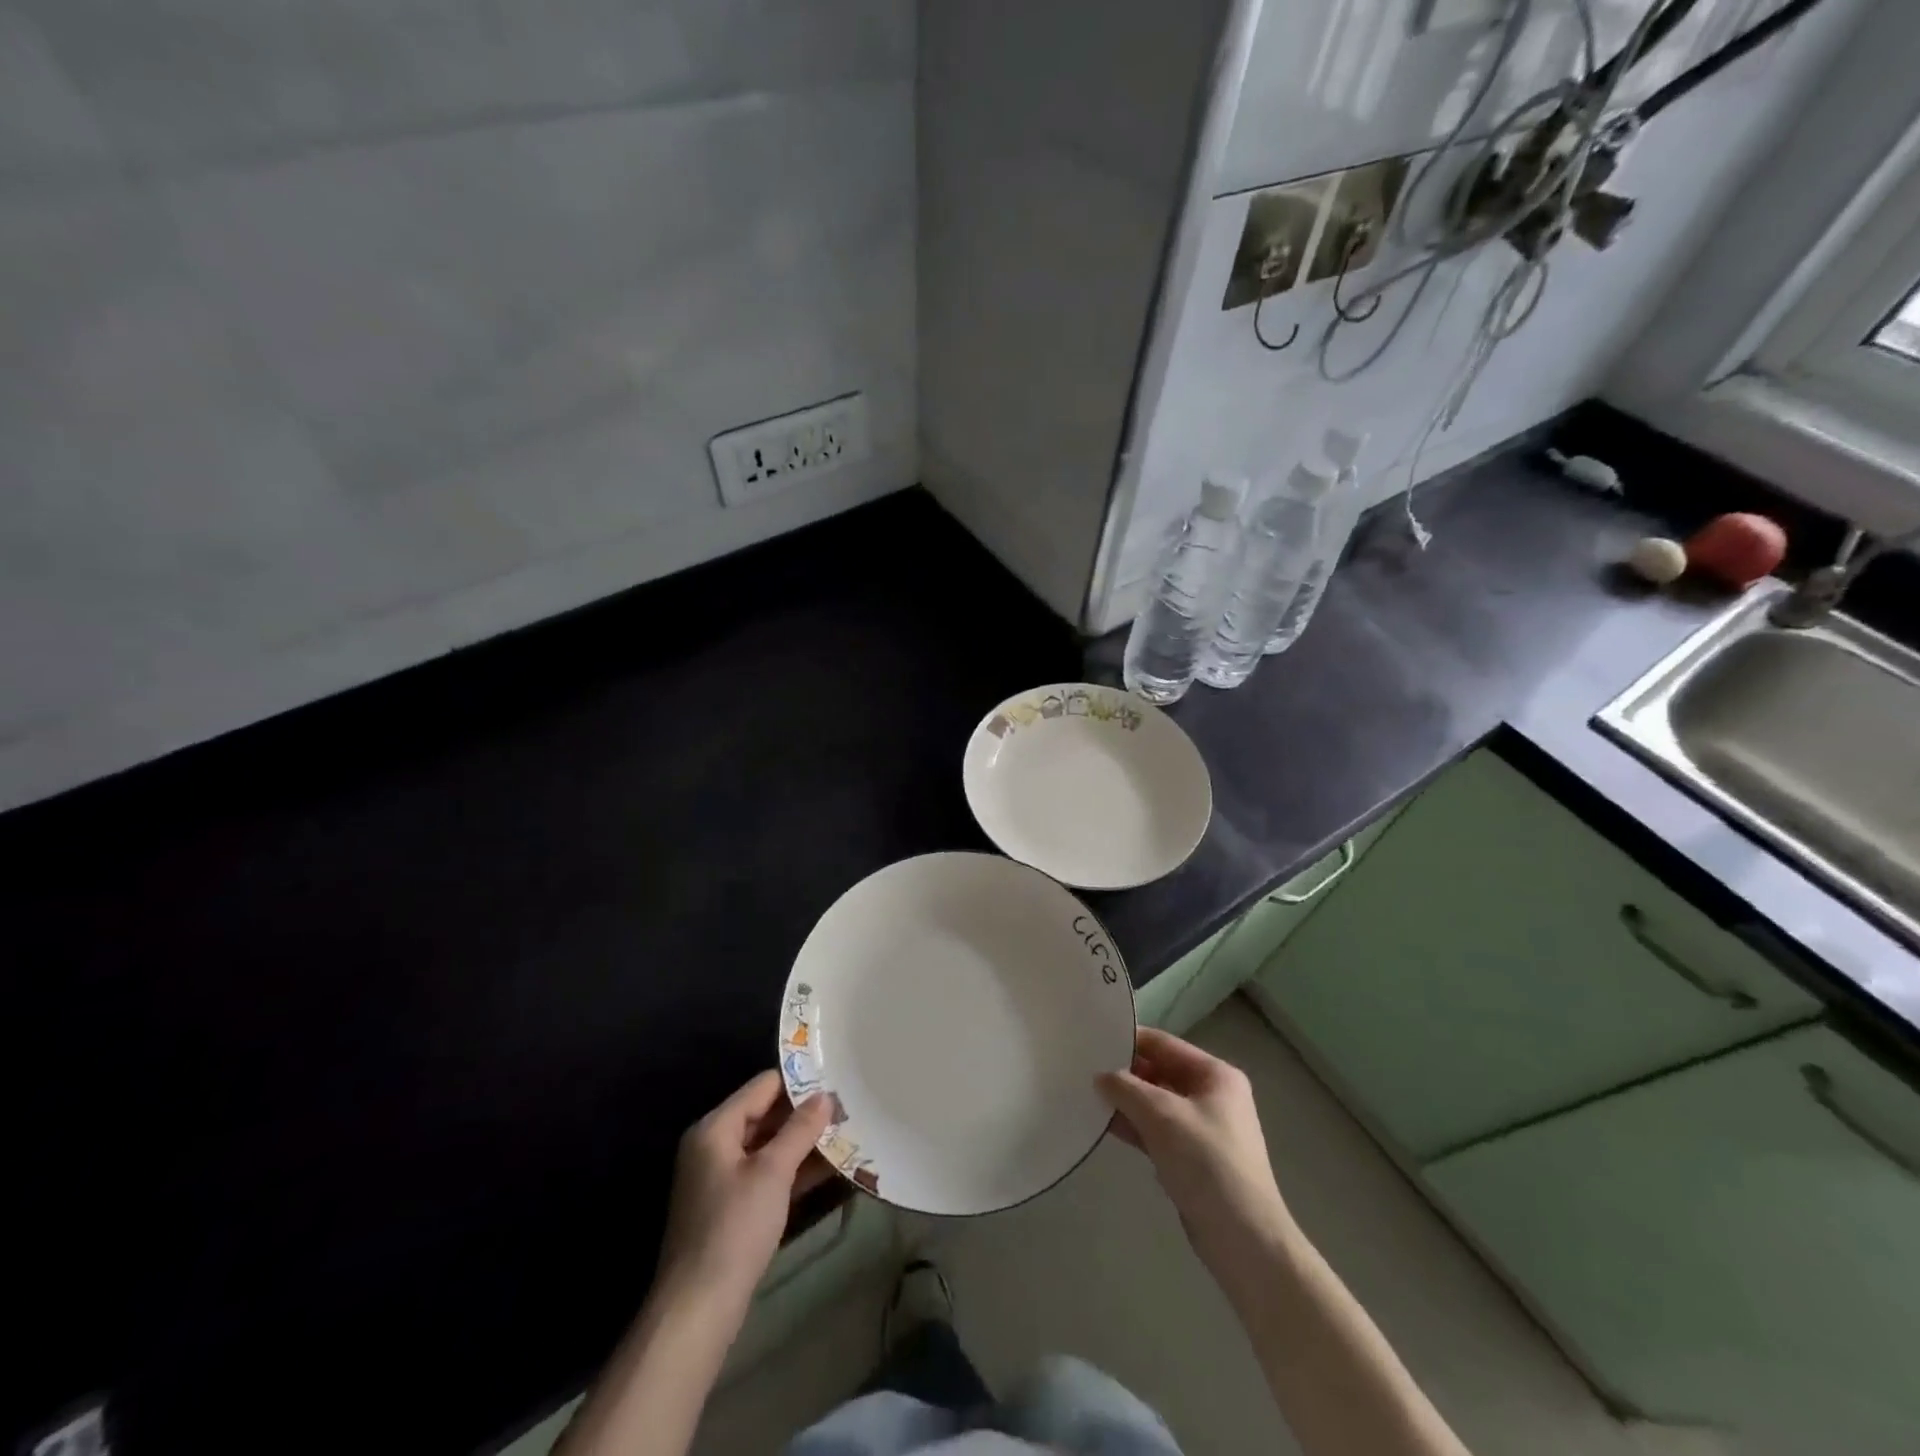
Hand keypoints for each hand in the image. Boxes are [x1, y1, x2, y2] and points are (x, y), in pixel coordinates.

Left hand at [656, 1071, 834, 1308]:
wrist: (698, 1309)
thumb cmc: (734, 1228)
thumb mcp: (773, 1172)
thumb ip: (800, 1129)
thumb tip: (825, 1096)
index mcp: (715, 1127)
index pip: (763, 1086)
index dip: (799, 1081)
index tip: (836, 1080)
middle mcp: (714, 1145)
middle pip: (765, 1114)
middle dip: (804, 1114)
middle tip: (847, 1108)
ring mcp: (721, 1177)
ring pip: (768, 1145)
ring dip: (803, 1142)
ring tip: (847, 1133)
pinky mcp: (731, 1206)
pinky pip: (766, 1173)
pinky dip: (793, 1169)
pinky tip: (829, 1168)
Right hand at [1098, 1028, 1293, 1274]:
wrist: (1243, 1239)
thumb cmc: (1206, 1162)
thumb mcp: (1162, 1115)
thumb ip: (1127, 1088)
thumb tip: (1101, 1076)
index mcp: (1215, 1075)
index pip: (1164, 1044)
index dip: (1129, 1041)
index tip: (1093, 1041)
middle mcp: (1212, 1096)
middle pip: (1160, 1072)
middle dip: (1125, 1074)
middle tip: (1084, 1070)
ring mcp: (1203, 1129)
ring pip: (1156, 1104)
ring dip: (1126, 1102)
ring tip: (1087, 1095)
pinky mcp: (1192, 1159)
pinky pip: (1157, 1131)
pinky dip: (1135, 1127)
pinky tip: (1104, 1125)